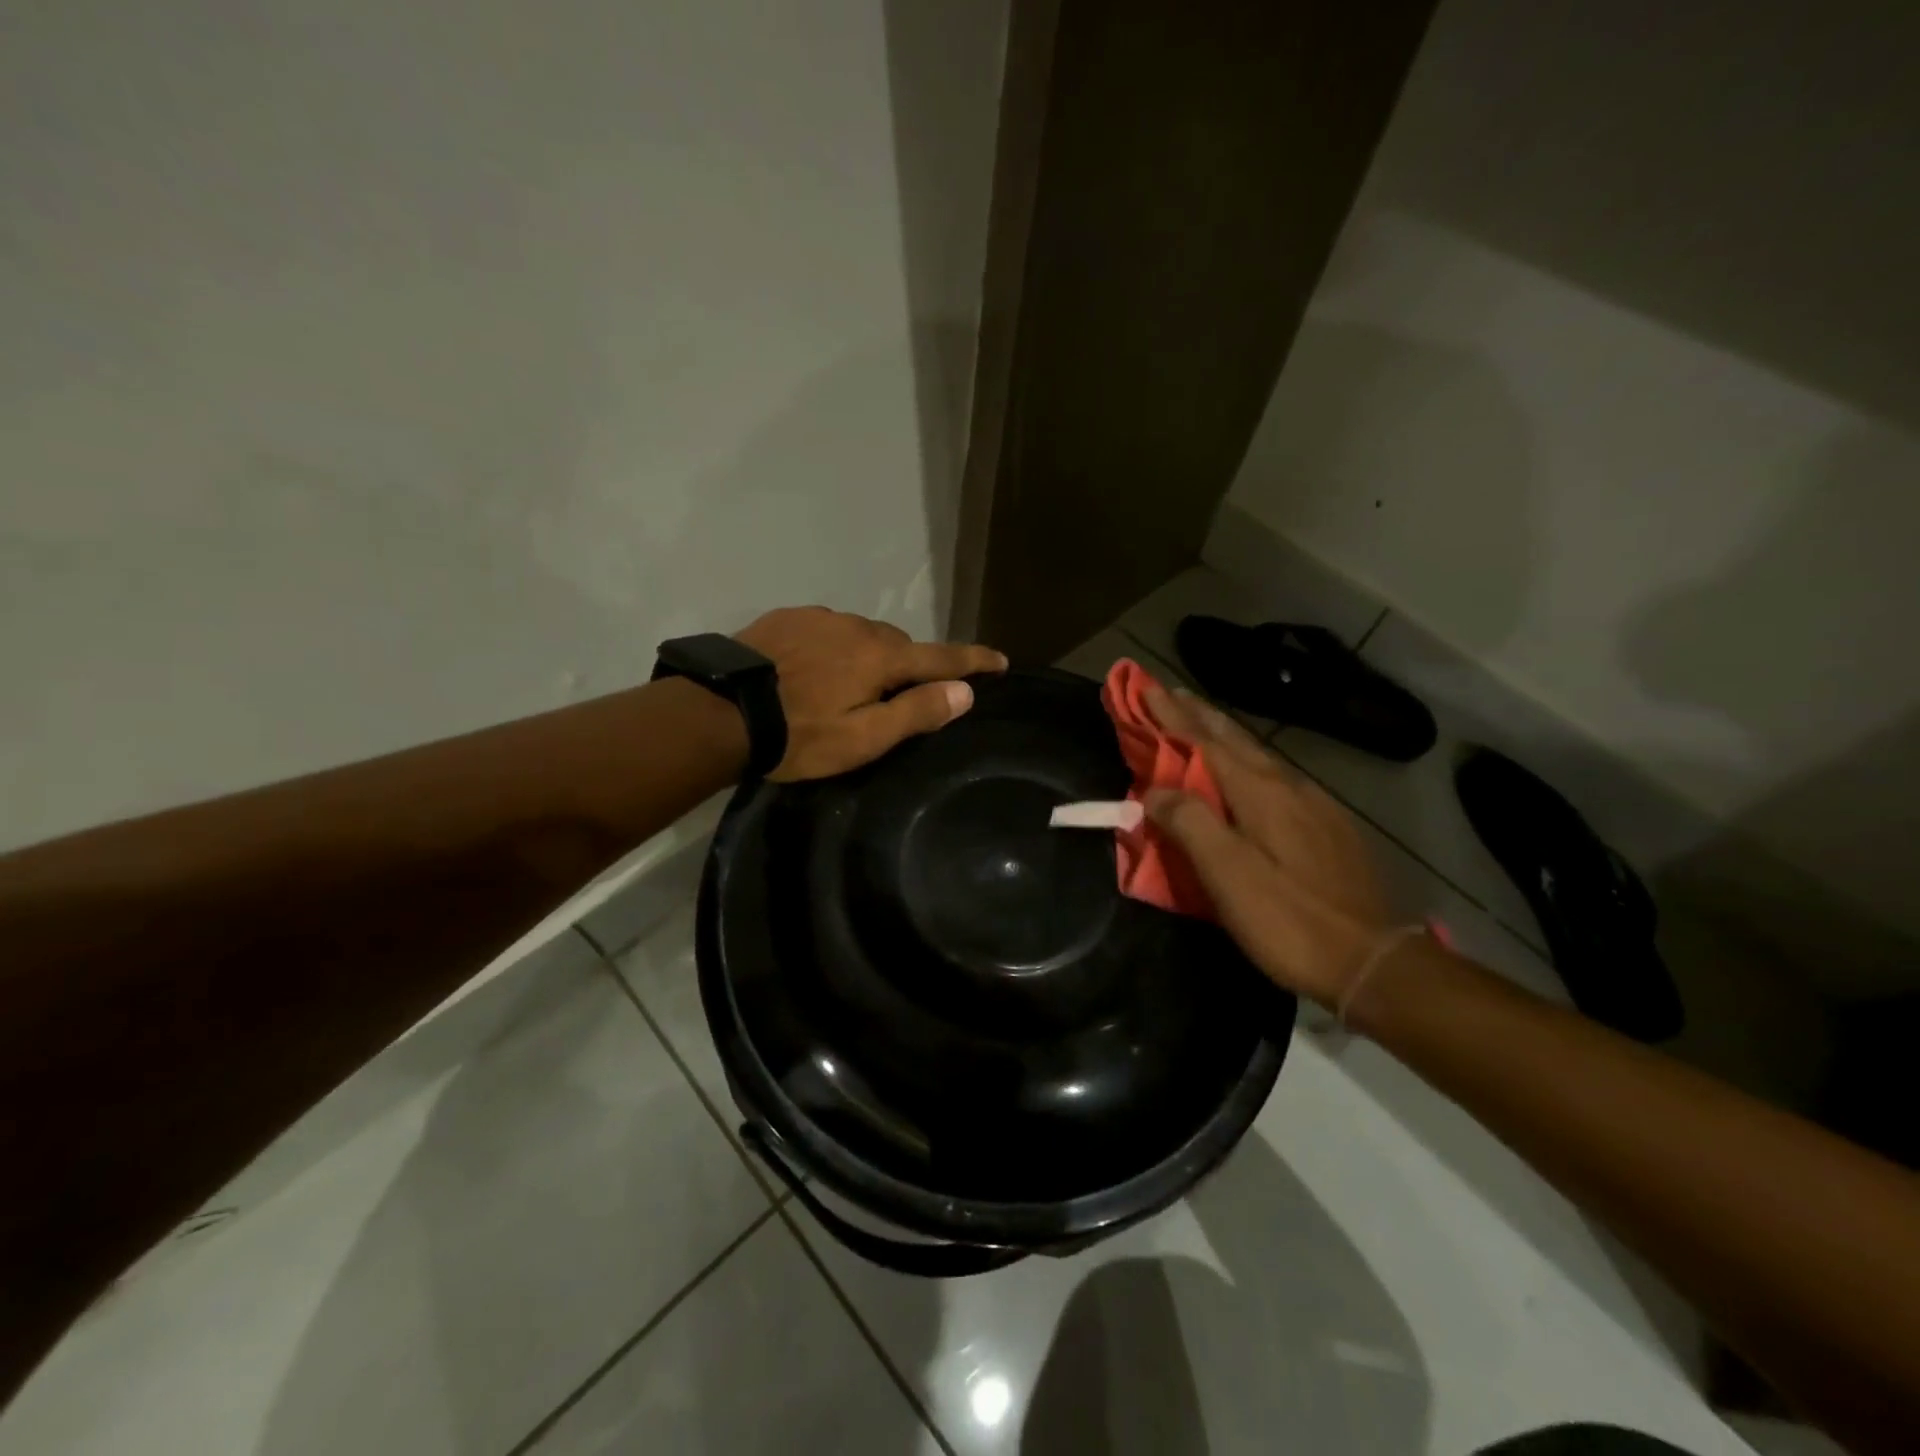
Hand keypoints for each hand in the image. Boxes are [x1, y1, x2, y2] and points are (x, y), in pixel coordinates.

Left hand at [734, 607, 1006, 781]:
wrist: (720, 710)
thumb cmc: (799, 735)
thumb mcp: (863, 738)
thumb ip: (915, 713)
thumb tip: (965, 692)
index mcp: (882, 658)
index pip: (942, 657)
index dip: (973, 661)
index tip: (1000, 660)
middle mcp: (857, 627)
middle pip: (901, 645)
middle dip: (910, 666)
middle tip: (900, 697)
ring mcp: (820, 618)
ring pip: (863, 635)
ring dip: (870, 656)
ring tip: (851, 687)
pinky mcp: (788, 618)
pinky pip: (828, 630)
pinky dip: (836, 647)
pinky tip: (814, 669)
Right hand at [1140, 684, 1394, 1008]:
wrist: (1374, 962)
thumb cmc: (1289, 920)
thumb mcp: (1228, 875)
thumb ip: (1189, 824)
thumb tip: (1154, 791)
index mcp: (1260, 793)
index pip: (1205, 742)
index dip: (1172, 716)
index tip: (1146, 686)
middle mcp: (1289, 787)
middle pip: (1236, 740)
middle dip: (1199, 715)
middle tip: (1170, 693)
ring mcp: (1316, 806)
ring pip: (1260, 756)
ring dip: (1224, 735)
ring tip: (1202, 722)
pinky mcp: (1331, 828)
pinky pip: (1278, 778)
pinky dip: (1250, 762)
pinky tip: (1252, 773)